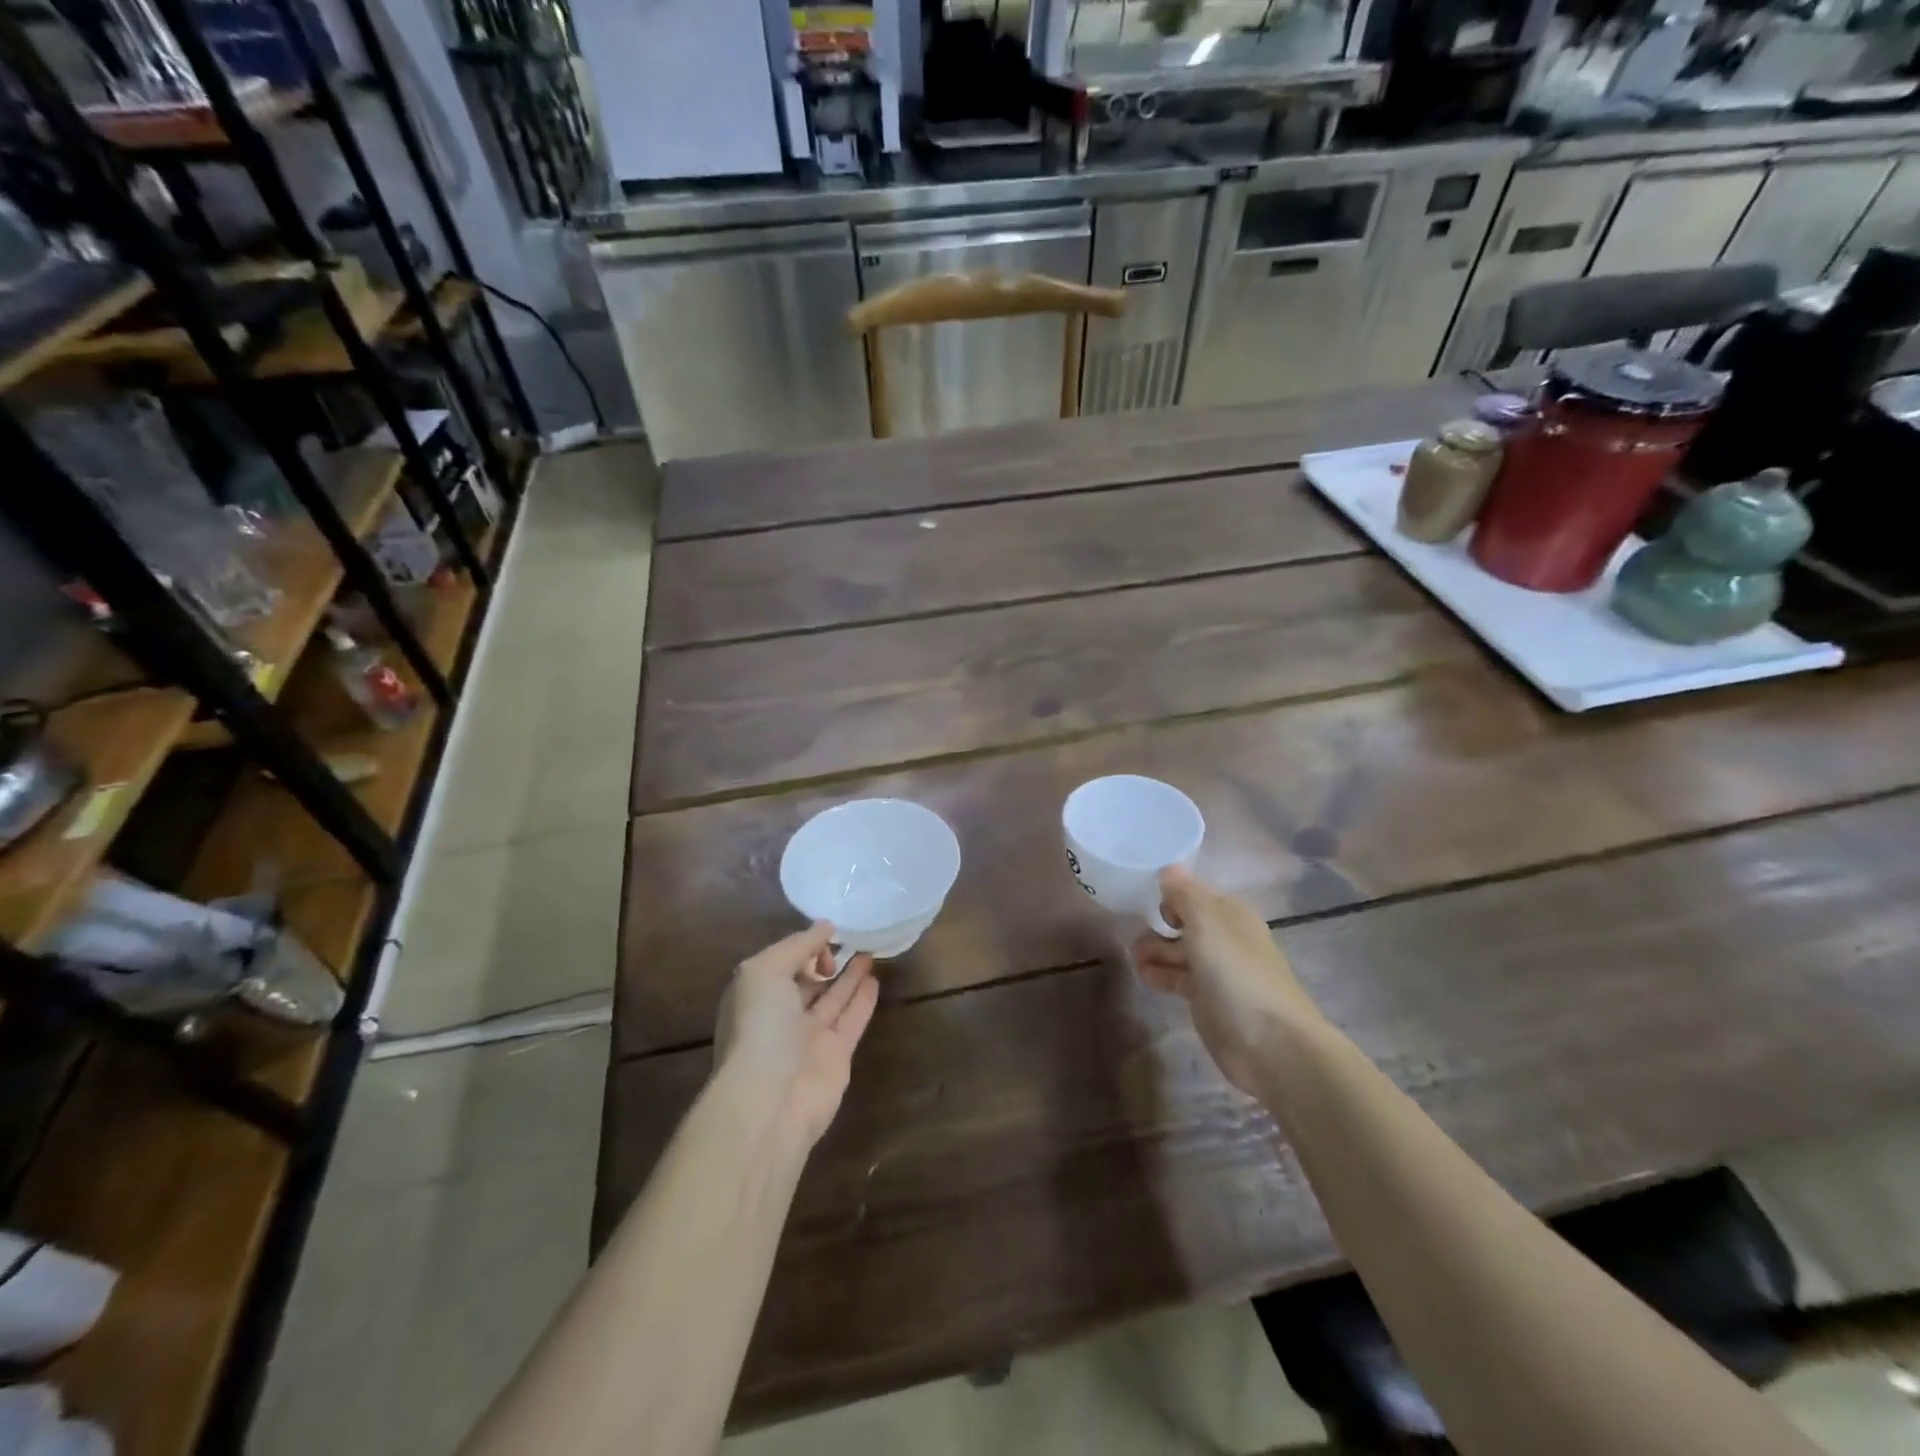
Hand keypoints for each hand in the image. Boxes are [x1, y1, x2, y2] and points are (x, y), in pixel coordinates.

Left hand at [714, 922, 879, 1149]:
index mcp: (755, 996)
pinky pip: (852, 1019)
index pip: (781, 963)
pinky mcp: (837, 1055)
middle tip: (853, 938)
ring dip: (849, 975)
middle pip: (806, 982)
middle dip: (825, 960)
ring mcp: (809, 1037)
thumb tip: (825, 926)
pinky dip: (863, 999)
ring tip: (869, 950)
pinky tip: (875, 978)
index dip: (803, 947)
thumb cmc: (760, 1027)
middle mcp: (780, 1016)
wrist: (772, 1099)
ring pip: (833, 998)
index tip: (828, 935)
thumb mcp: (765, 971)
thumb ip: (797, 945)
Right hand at [1132, 867, 1321, 1096]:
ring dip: (1154, 950)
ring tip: (1133, 958)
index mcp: (1229, 913)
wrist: (1271, 1043)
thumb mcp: (1206, 922)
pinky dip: (1160, 974)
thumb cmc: (1236, 973)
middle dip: (1157, 924)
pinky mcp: (1207, 999)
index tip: (1138, 898)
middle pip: (1184, 922)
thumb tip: (1168, 868)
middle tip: (1130, 933)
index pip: (1192, 892)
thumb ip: (1184, 893)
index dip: (1168, 894)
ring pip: (1178, 951)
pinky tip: (1144, 977)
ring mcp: (1216, 970)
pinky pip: (1178, 977)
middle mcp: (1224, 937)